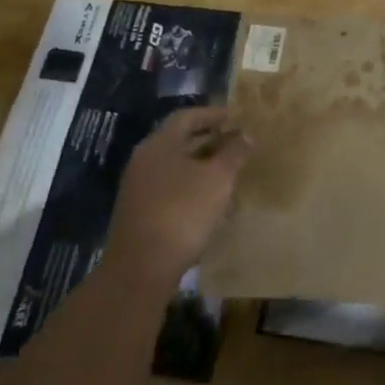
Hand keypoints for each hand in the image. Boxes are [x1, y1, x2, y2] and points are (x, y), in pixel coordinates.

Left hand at [103, 107, 249, 290]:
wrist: (140, 270)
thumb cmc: (182, 212)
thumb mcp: (218, 178)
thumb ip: (233, 153)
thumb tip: (245, 134)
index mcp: (159, 144)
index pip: (187, 116)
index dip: (213, 114)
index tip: (236, 117)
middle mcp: (145, 161)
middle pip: (180, 142)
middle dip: (210, 141)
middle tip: (237, 144)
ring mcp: (139, 190)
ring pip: (177, 168)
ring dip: (203, 167)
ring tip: (230, 174)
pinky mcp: (141, 215)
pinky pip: (171, 191)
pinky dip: (193, 189)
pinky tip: (212, 204)